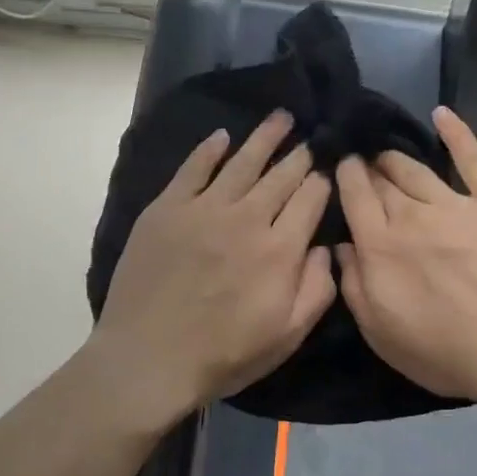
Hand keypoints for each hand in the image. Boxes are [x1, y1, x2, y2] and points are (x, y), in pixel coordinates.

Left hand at [89, 110, 336, 428]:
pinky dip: (209, 150)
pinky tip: (222, 137)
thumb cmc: (224, 355)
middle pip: (281, 175)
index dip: (322, 182)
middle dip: (299, 155)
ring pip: (242, 162)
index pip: (310, 200)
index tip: (327, 172)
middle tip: (309, 138)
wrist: (149, 359)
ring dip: (264, 137)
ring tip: (281, 117)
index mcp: (280, 249)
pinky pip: (192, 169)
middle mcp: (246, 218)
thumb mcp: (288, 336)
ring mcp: (204, 209)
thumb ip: (317, 289)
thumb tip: (324, 247)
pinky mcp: (167, 209)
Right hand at [336, 107, 476, 414]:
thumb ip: (354, 287)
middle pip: (383, 181)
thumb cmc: (447, 352)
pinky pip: (473, 159)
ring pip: (417, 169)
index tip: (341, 166)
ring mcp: (456, 203)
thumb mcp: (381, 333)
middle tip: (363, 162)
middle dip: (368, 167)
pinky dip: (457, 133)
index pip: (355, 198)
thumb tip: (342, 248)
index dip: (345, 177)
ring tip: (388, 153)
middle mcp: (412, 216)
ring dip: (397, 158)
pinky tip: (443, 114)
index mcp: (380, 246)